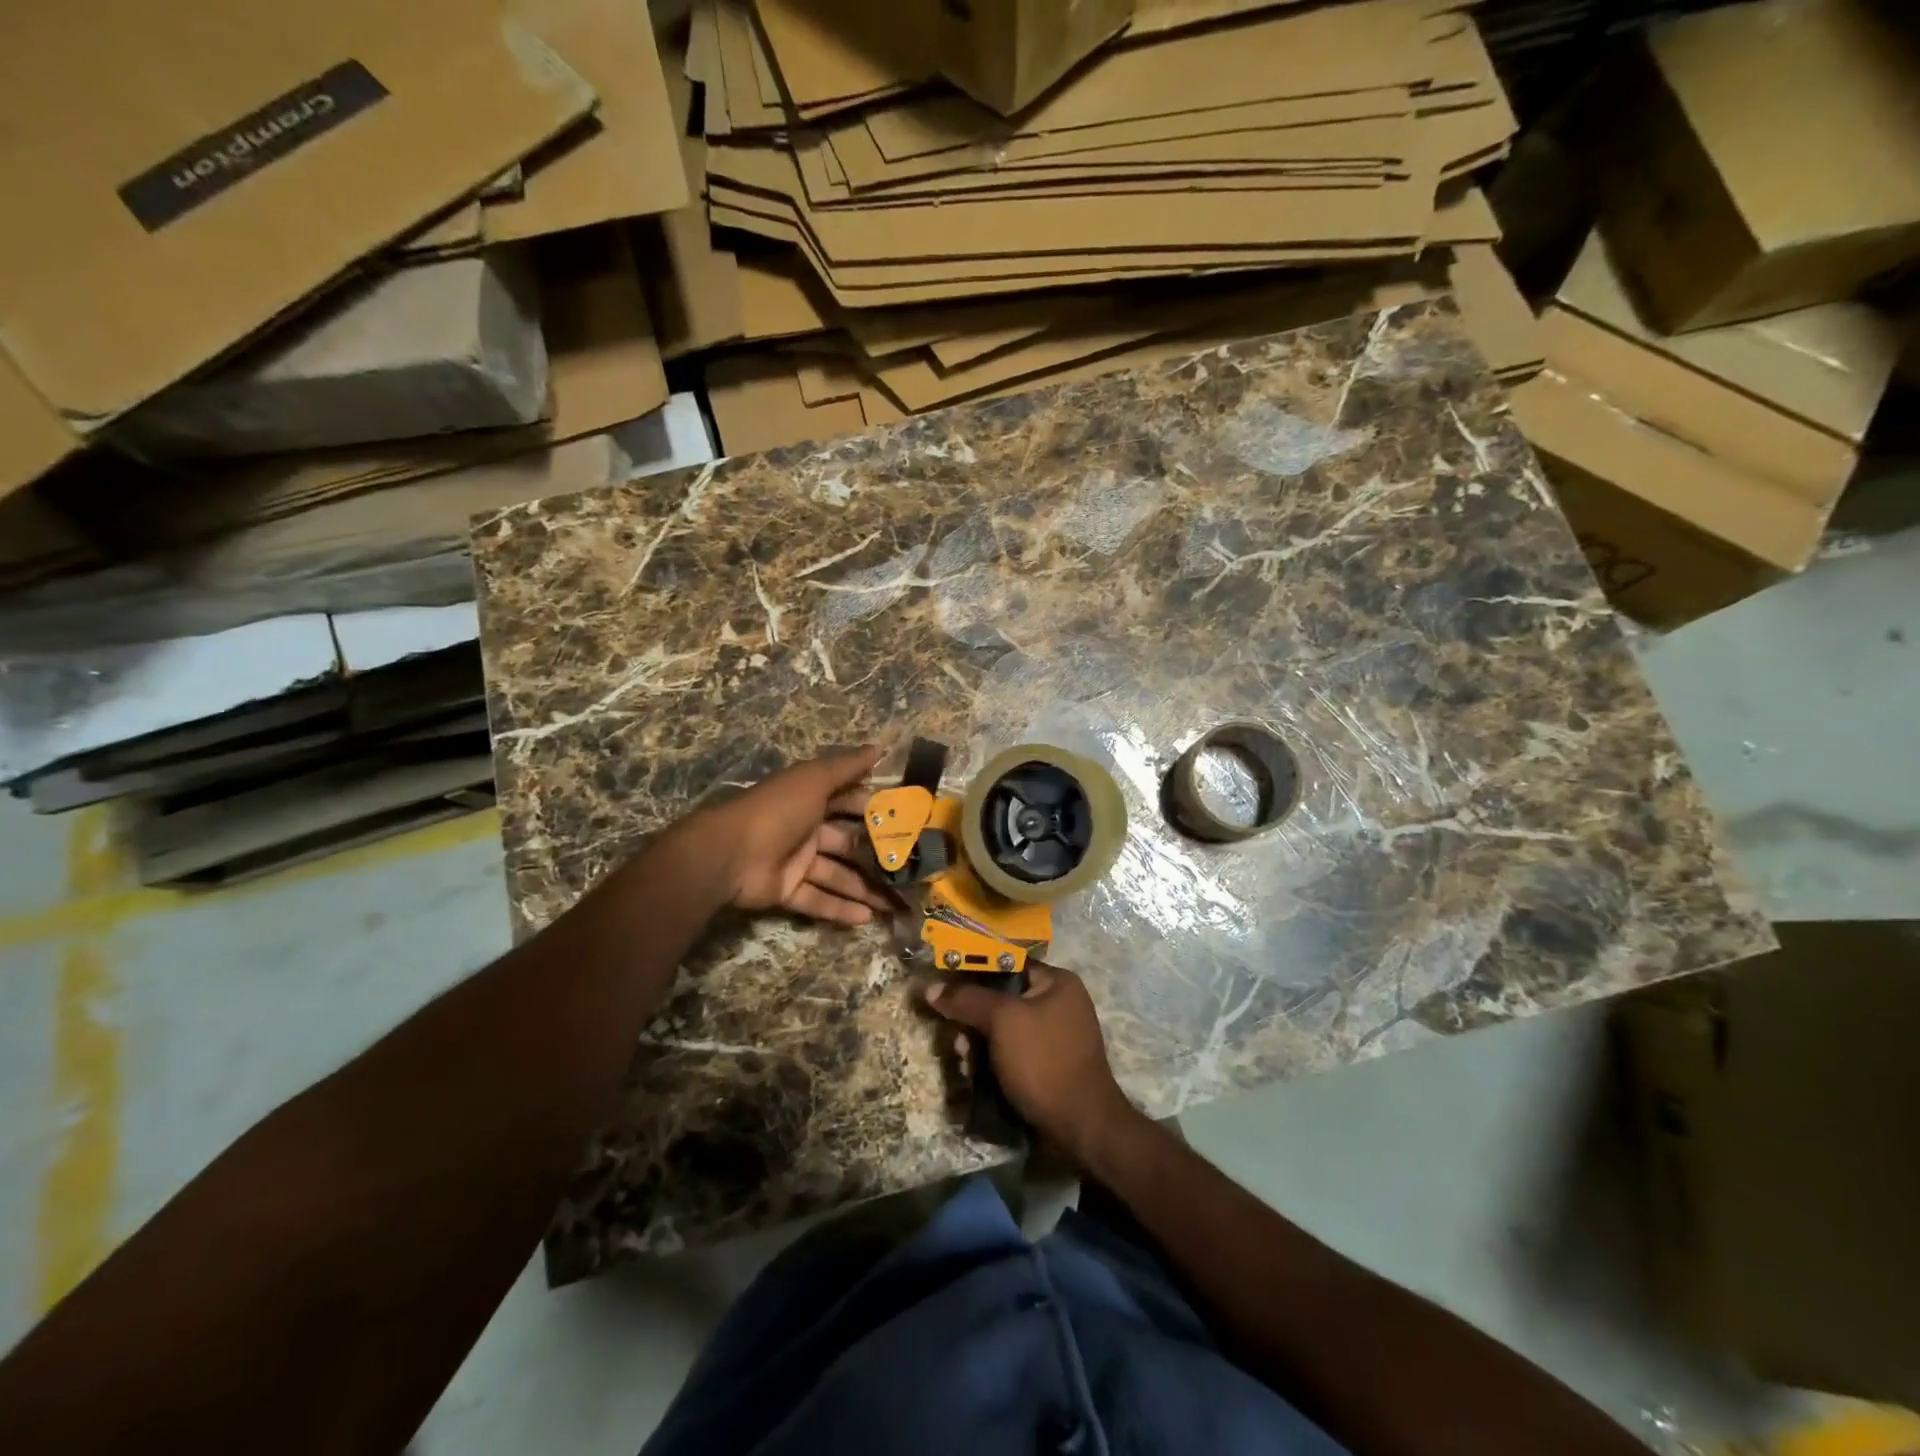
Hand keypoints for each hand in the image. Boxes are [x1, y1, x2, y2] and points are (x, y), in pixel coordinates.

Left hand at [684, 744, 895, 925]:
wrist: (728, 853)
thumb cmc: (777, 810)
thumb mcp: (814, 780)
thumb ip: (847, 766)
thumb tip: (881, 746)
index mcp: (811, 800)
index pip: (850, 801)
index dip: (875, 808)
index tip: (906, 819)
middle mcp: (806, 829)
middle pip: (848, 843)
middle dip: (876, 855)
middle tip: (910, 867)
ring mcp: (796, 862)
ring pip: (838, 875)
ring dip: (865, 888)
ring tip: (897, 902)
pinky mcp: (787, 890)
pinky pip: (819, 900)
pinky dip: (841, 909)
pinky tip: (868, 918)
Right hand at [923, 963, 1140, 1165]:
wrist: (1081, 1126)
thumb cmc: (1044, 1060)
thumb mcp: (1002, 1021)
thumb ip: (968, 999)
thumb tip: (931, 987)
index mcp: (1057, 981)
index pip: (1006, 964)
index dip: (973, 973)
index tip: (945, 989)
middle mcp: (1059, 1003)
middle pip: (1002, 999)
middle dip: (973, 1018)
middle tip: (956, 1039)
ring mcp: (1055, 1036)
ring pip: (1003, 1029)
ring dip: (978, 1043)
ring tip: (964, 1063)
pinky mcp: (1048, 1065)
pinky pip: (1012, 1052)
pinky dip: (993, 1060)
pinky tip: (976, 1076)